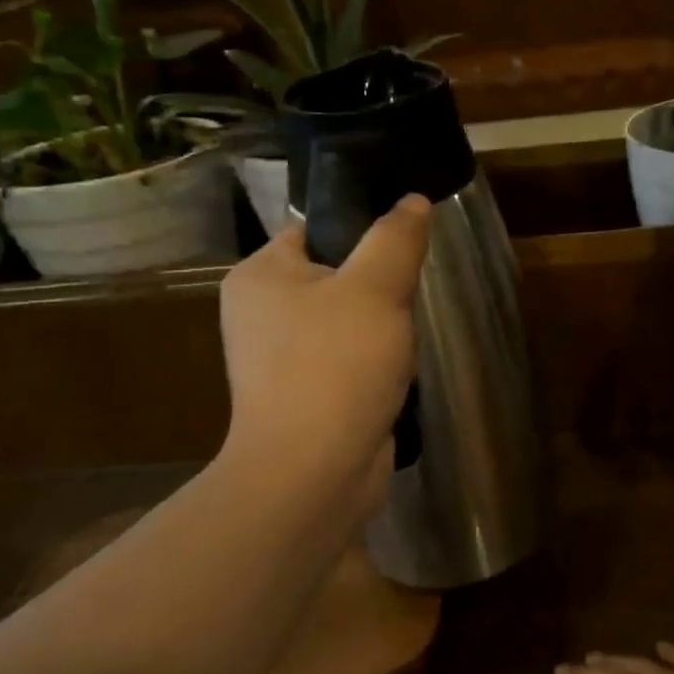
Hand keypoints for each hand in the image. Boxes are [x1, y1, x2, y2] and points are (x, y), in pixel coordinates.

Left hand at [219, 195, 429, 486]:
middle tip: (410, 299)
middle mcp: (261, 313)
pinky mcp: (304, 397)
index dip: (362, 232)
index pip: (315, 230)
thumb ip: (395, 239)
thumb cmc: (336, 366)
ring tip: (406, 341)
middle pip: (336, 277)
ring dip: (381, 330)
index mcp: (260, 276)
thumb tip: (412, 201)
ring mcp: (280, 361)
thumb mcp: (375, 289)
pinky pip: (347, 363)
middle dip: (379, 288)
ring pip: (346, 323)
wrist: (314, 473)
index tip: (405, 248)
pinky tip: (396, 375)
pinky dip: (374, 366)